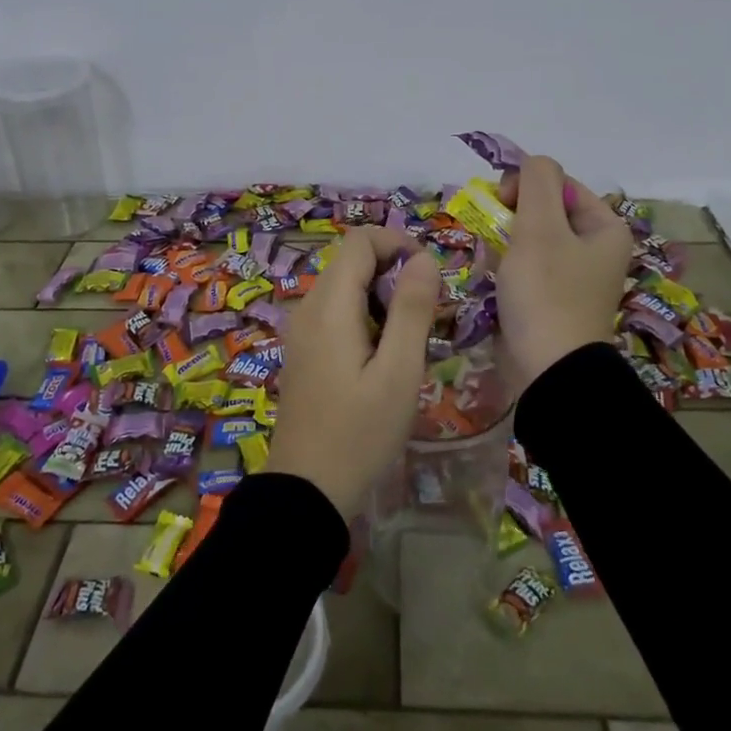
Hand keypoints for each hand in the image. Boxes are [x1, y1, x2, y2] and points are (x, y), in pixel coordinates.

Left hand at [272, 228, 440, 516]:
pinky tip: (383, 356)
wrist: (306, 490)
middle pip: (352, 261)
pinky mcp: (303, 350)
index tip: (429, 278)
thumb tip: (424, 259)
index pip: (360, 240)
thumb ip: (412, 309)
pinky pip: (336, 312)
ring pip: (345, 286)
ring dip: (381, 296)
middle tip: (426, 315)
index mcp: (329, 305)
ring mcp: (301, 329)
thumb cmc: (359, 432)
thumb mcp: (398, 372)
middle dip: (393, 272)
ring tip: (409, 339)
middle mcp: (308, 307)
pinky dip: (364, 316)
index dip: (398, 244)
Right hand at [494, 154, 634, 395]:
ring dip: (504, 242)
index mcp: (605, 227)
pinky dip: (506, 267)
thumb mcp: (540, 227)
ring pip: (530, 239)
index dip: (526, 186)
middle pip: (544, 210)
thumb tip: (530, 163)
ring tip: (491, 260)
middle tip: (492, 234)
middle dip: (511, 217)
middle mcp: (594, 249)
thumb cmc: (547, 293)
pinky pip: (526, 268)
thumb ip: (535, 181)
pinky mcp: (552, 300)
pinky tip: (492, 278)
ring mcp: (573, 277)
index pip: (558, 183)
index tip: (500, 205)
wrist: (549, 372)